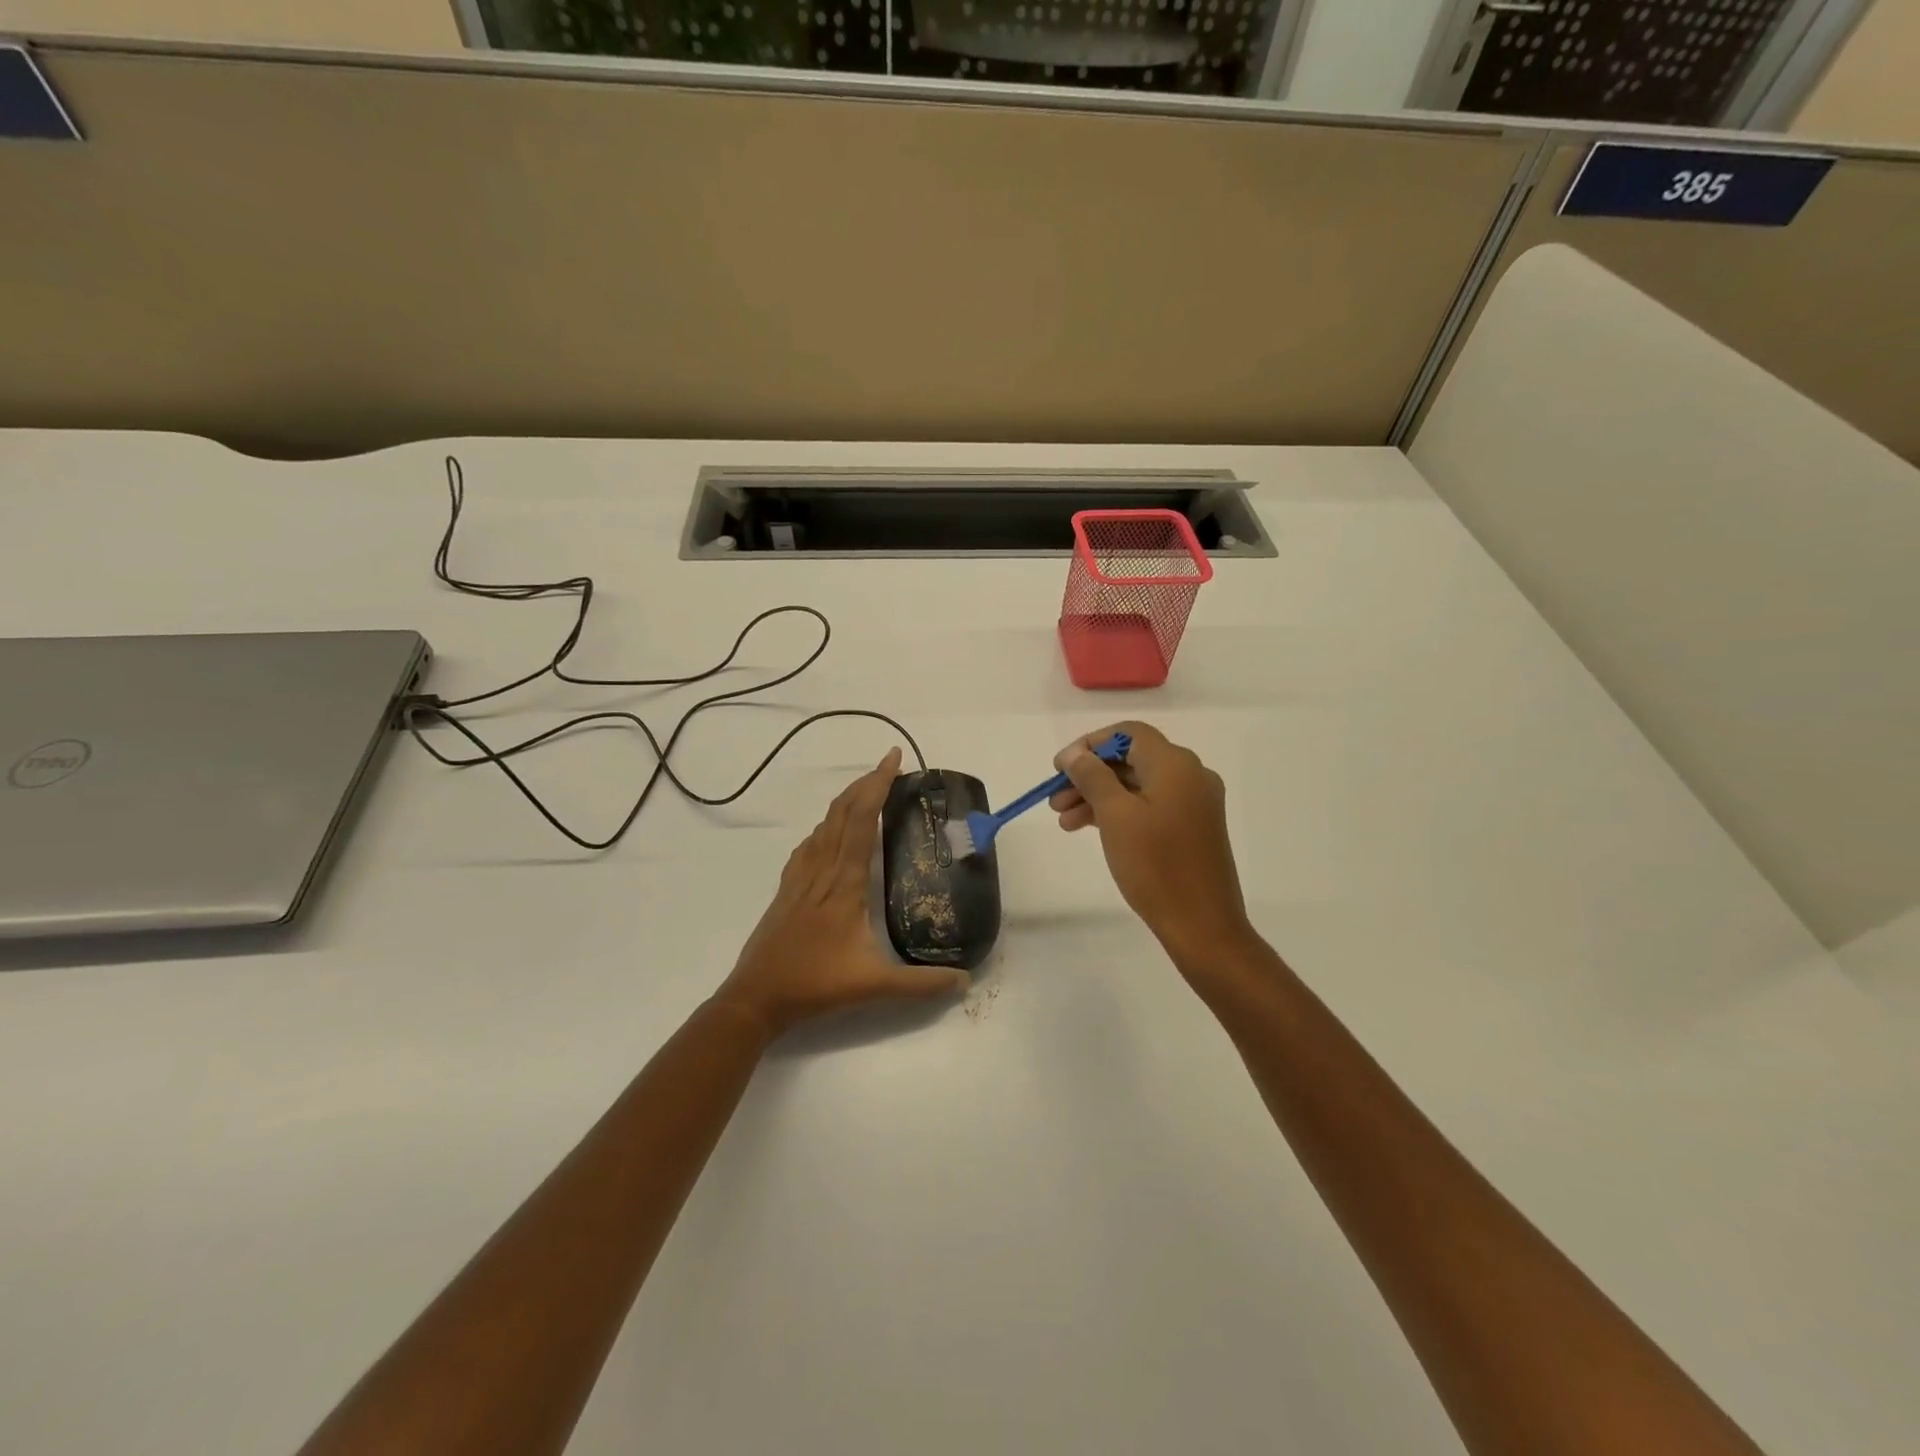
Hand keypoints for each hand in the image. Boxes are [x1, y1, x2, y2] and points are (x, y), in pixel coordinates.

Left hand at [717, 748, 969, 1037]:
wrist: (756, 996)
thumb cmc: (815, 984)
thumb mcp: (874, 985)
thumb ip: (921, 984)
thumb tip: (965, 981)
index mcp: (844, 882)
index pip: (863, 820)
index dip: (878, 785)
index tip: (893, 759)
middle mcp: (822, 869)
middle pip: (842, 812)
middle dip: (866, 782)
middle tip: (889, 766)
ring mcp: (800, 877)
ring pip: (824, 824)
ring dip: (846, 800)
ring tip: (867, 791)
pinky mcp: (787, 888)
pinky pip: (809, 844)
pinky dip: (826, 826)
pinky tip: (830, 833)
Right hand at [1050, 723, 1253, 960]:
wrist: (1202, 924)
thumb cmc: (1156, 865)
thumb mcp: (1115, 816)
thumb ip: (1092, 776)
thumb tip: (1074, 754)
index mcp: (1175, 764)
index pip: (1128, 733)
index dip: (1090, 744)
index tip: (1060, 767)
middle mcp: (1190, 775)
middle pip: (1131, 759)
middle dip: (1089, 775)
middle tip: (1055, 799)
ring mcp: (1193, 802)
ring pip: (1137, 785)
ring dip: (1098, 796)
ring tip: (1063, 820)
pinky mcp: (1192, 827)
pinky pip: (1149, 805)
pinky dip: (1118, 812)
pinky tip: (1088, 828)